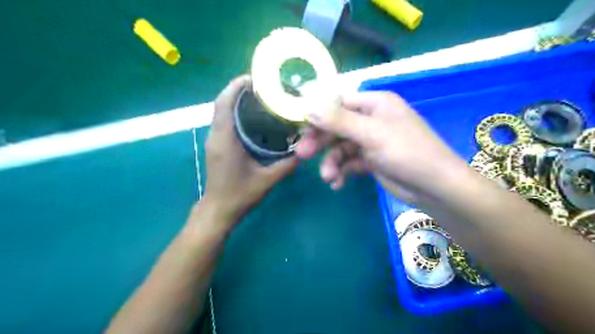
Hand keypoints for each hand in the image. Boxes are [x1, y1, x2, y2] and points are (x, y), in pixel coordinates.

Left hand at [201, 74, 301, 224]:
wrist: (219, 210)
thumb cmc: (240, 195)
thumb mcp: (268, 180)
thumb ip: (287, 164)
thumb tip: (305, 150)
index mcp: (225, 139)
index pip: (225, 103)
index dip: (236, 86)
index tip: (254, 78)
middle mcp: (216, 135)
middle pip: (222, 102)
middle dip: (239, 89)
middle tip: (263, 86)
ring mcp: (214, 140)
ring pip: (221, 111)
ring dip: (236, 99)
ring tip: (260, 97)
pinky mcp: (216, 145)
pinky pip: (223, 120)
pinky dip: (234, 111)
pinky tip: (252, 115)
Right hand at [296, 90, 467, 201]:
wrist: (434, 187)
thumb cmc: (406, 152)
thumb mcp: (371, 133)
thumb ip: (338, 121)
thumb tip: (308, 108)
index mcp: (374, 104)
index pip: (339, 104)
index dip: (319, 115)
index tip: (301, 128)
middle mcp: (371, 120)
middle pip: (337, 127)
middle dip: (321, 142)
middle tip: (302, 155)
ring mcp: (371, 141)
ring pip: (341, 148)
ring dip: (332, 163)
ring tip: (329, 177)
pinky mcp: (371, 161)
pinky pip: (349, 163)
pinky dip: (342, 172)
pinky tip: (338, 183)